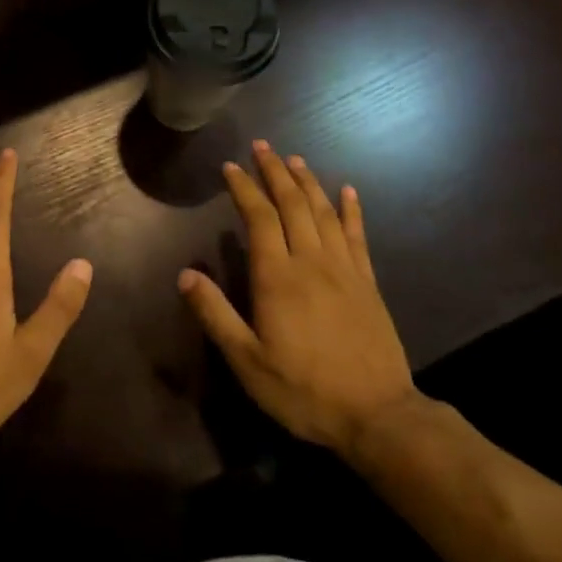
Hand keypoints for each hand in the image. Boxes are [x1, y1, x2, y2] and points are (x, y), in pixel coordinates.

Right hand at [179, 141, 421, 459]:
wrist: (376, 415)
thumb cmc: (303, 390)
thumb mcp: (247, 361)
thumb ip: (215, 315)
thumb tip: (185, 275)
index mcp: (278, 278)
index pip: (259, 218)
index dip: (244, 188)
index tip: (231, 166)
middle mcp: (312, 262)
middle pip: (292, 205)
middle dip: (275, 172)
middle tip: (262, 147)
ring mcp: (345, 270)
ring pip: (324, 213)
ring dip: (308, 182)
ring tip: (295, 159)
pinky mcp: (368, 283)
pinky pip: (358, 236)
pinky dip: (352, 210)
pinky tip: (348, 192)